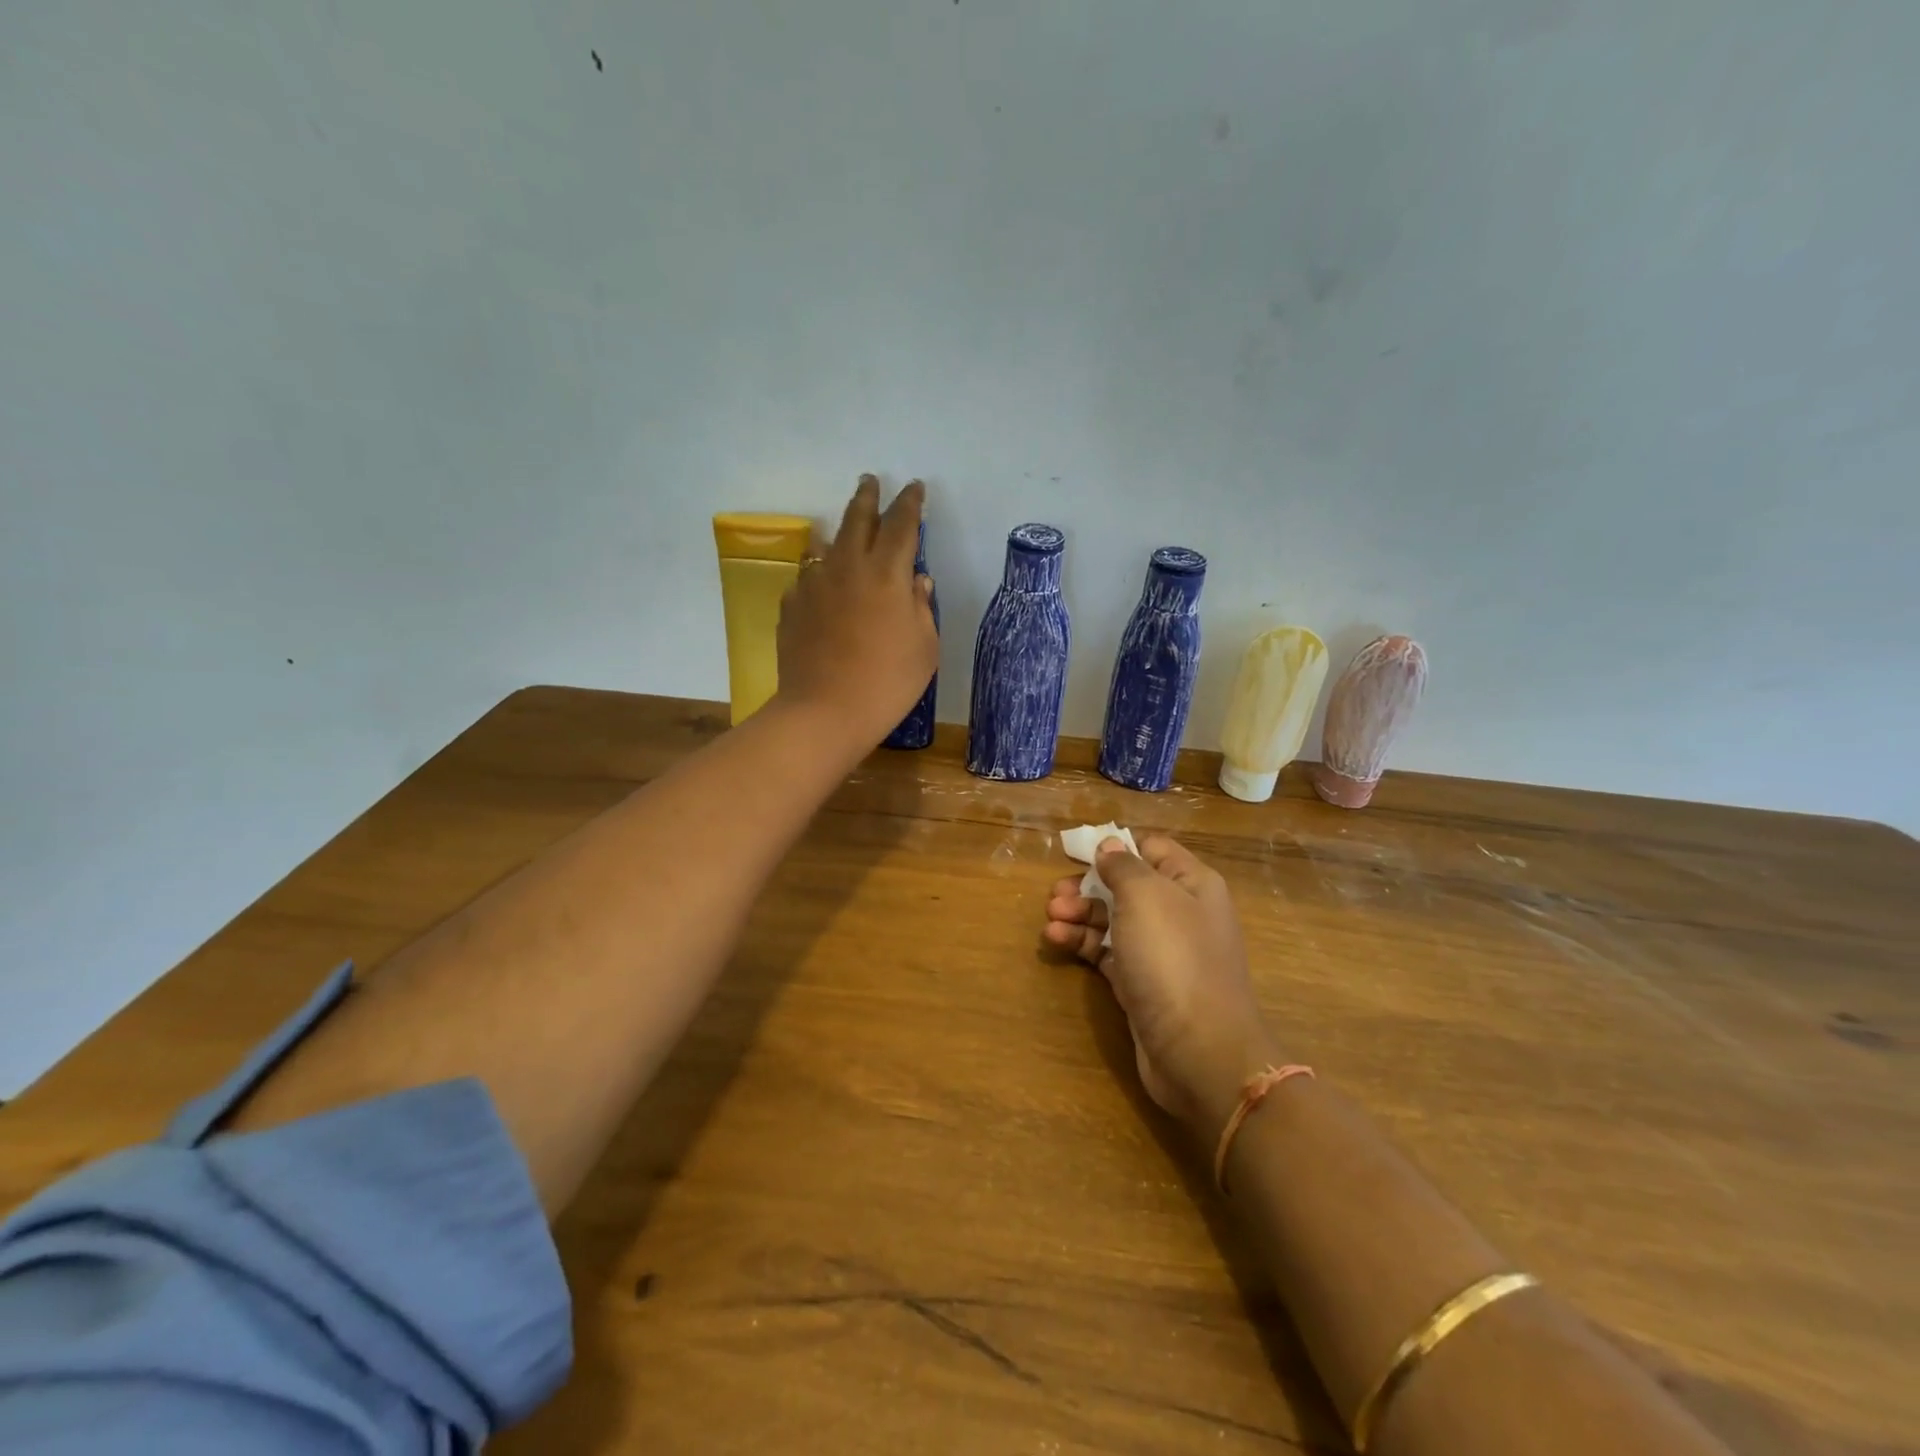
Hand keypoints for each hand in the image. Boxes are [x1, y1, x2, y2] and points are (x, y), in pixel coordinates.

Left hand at [775, 475, 938, 750]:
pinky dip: (820, 575)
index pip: (901, 524)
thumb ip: (921, 607)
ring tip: (846, 536)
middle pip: (857, 519)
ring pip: (826, 545)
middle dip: (867, 497)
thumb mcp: (924, 647)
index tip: (914, 488)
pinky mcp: (791, 607)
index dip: (910, 503)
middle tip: (869, 481)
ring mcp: (813, 585)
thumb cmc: (887, 682)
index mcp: (886, 573)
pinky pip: (808, 579)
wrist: (823, 712)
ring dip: (840, 535)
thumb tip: (916, 581)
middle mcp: (847, 567)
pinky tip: (824, 590)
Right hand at [1045, 835, 1278, 1128]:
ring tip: (1050, 917)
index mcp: (1191, 883)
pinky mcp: (1142, 983)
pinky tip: (1056, 938)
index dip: (1116, 846)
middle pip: (1127, 885)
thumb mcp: (1145, 897)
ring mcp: (1161, 951)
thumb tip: (1109, 846)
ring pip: (1114, 919)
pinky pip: (1108, 952)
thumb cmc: (1173, 958)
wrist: (1199, 1050)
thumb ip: (1123, 866)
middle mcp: (1180, 912)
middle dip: (1088, 885)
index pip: (1152, 848)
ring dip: (1080, 914)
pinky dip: (1083, 942)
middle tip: (1055, 894)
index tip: (1077, 852)